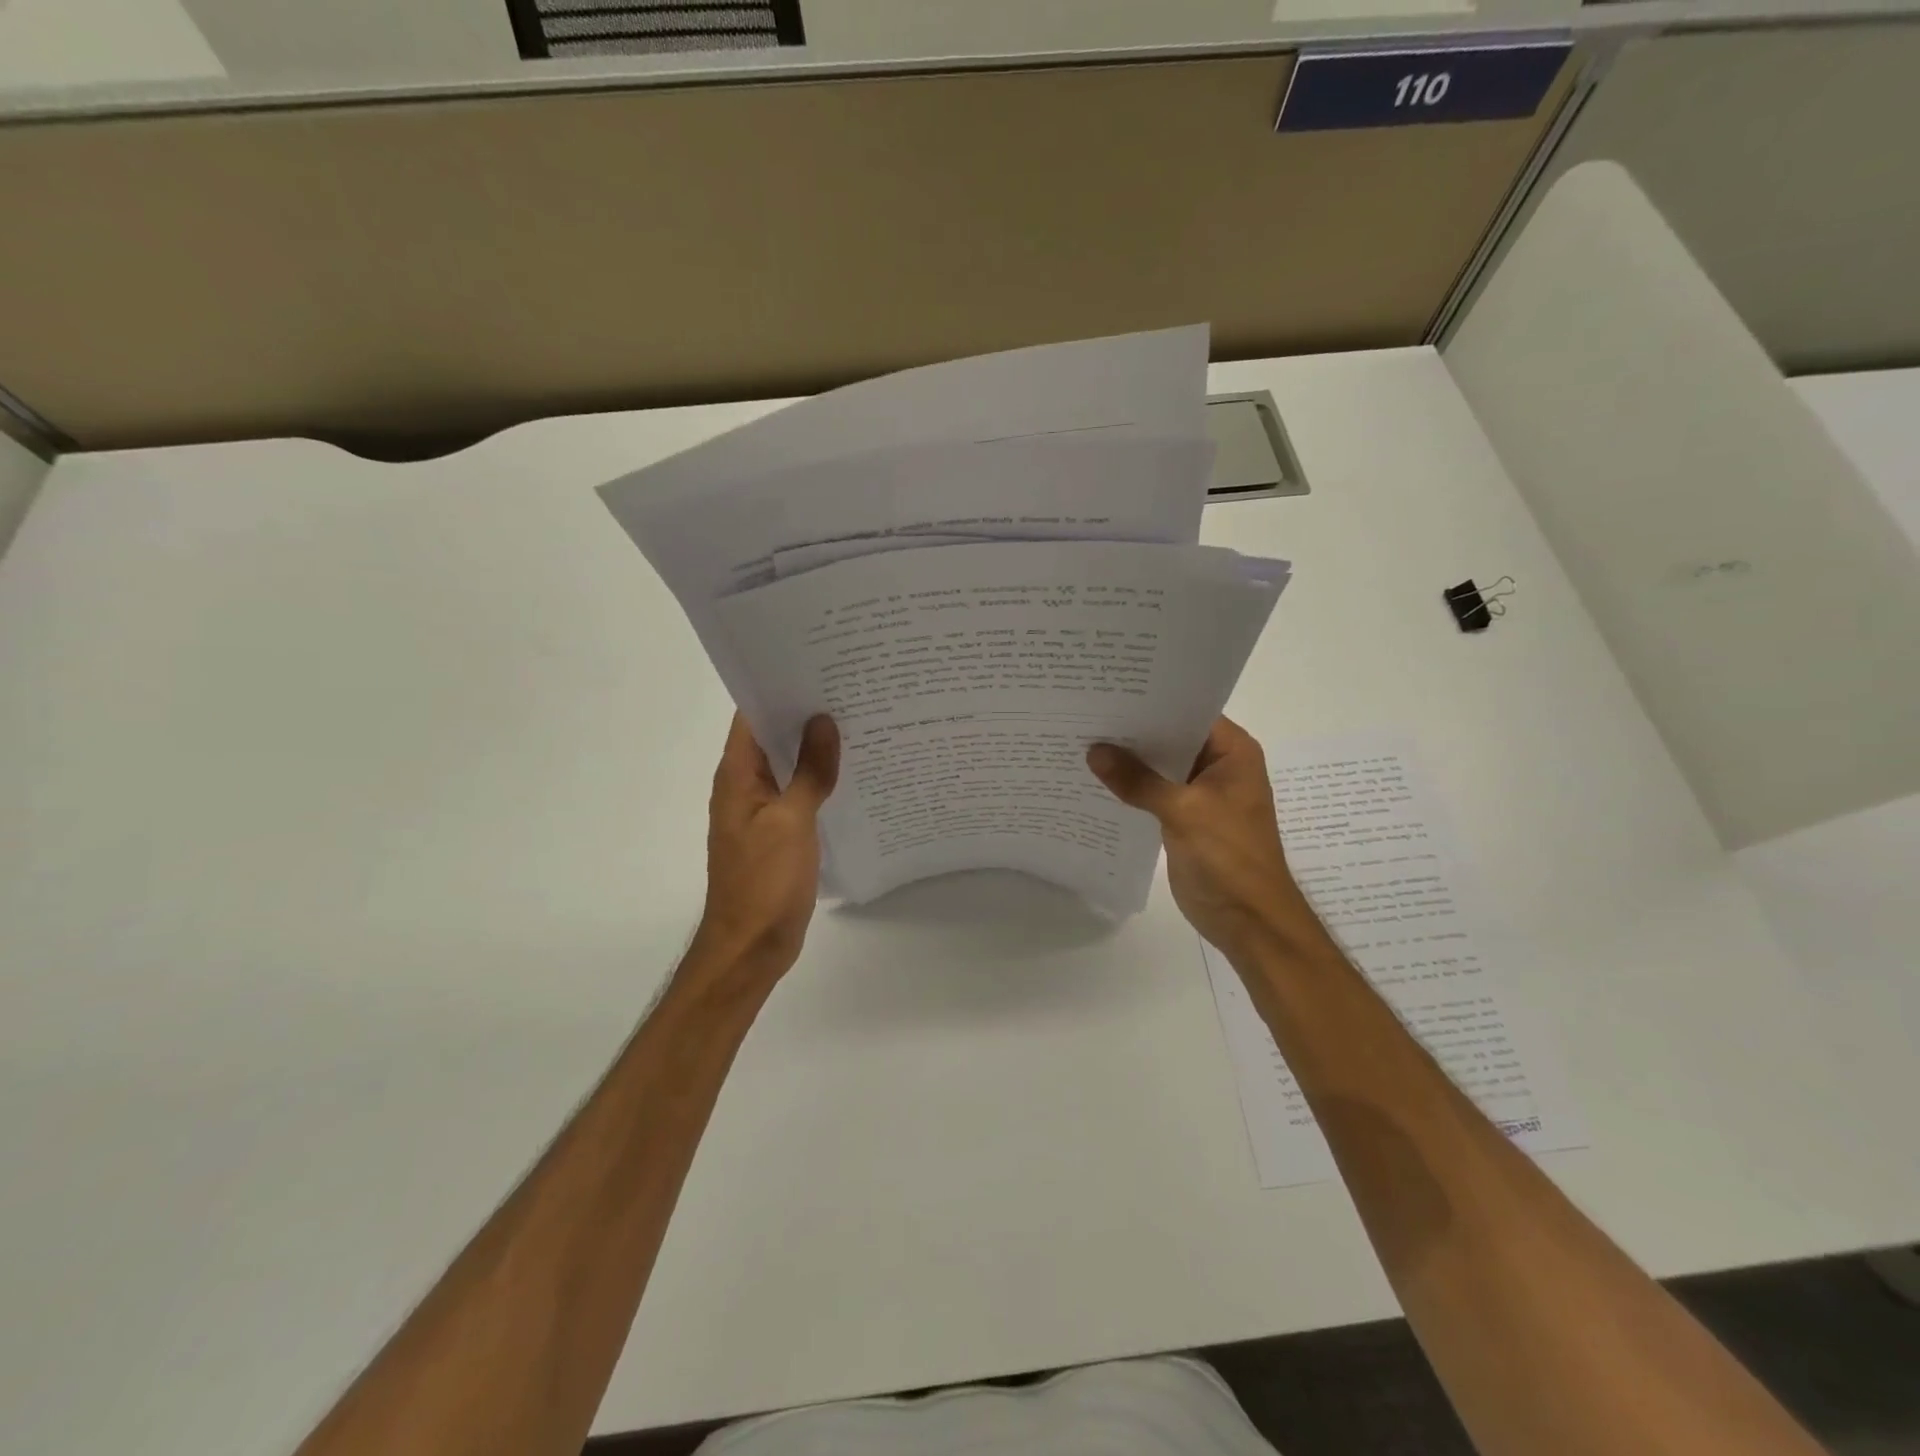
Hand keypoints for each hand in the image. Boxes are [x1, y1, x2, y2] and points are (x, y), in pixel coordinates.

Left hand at [690, 713, 839, 983]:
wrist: (751, 946)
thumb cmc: (764, 882)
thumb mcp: (791, 821)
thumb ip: (809, 771)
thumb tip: (823, 721)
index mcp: (737, 775)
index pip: (752, 715)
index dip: (780, 686)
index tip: (818, 663)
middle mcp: (745, 786)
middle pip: (773, 736)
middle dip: (806, 713)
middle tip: (852, 686)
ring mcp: (762, 810)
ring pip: (790, 765)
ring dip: (816, 747)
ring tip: (861, 719)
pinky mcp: (780, 832)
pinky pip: (800, 793)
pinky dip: (821, 779)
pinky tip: (854, 771)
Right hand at [1086, 717, 1312, 958]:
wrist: (1247, 920)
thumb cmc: (1228, 857)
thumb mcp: (1183, 811)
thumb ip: (1138, 780)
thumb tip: (1094, 752)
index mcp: (1232, 752)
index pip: (1189, 712)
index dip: (1152, 701)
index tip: (1110, 690)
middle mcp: (1218, 766)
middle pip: (1170, 738)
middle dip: (1133, 731)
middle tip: (1087, 713)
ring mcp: (1201, 793)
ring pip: (1159, 767)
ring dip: (1129, 761)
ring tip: (1082, 740)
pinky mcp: (1185, 818)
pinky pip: (1153, 793)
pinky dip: (1131, 788)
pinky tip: (1095, 780)